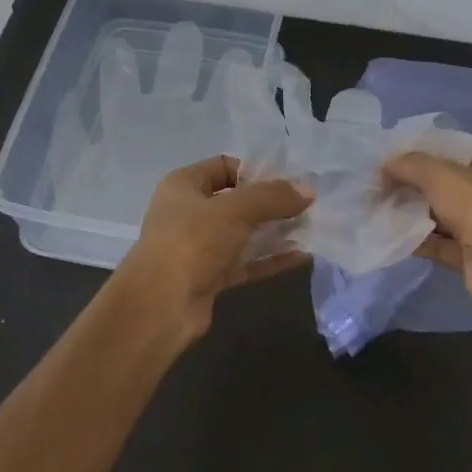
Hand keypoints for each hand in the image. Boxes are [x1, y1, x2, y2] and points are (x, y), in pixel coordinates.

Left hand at [115, 156, 311, 343]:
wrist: (161, 305)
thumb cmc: (192, 241)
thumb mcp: (236, 209)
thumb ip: (273, 197)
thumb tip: (309, 190)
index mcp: (184, 185)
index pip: (224, 166)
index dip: (256, 171)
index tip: (288, 182)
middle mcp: (189, 212)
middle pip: (237, 201)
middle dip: (271, 203)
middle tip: (306, 206)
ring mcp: (199, 247)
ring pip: (243, 233)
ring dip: (274, 232)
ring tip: (310, 229)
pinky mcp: (210, 277)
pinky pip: (246, 262)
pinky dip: (270, 259)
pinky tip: (301, 257)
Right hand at [382, 146, 471, 318]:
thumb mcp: (440, 174)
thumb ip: (410, 165)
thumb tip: (385, 166)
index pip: (460, 150)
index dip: (428, 149)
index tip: (397, 154)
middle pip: (448, 183)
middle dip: (415, 183)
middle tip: (382, 181)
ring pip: (442, 214)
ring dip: (413, 211)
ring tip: (380, 205)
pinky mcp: (471, 256)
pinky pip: (438, 242)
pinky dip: (417, 238)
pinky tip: (390, 232)